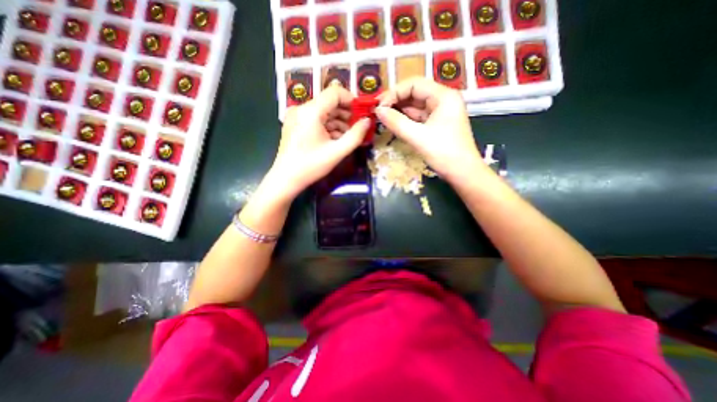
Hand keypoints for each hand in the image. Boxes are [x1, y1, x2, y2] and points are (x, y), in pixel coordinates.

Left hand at [269, 83, 369, 198]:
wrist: (286, 179)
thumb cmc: (311, 166)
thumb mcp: (337, 152)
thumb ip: (356, 135)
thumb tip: (368, 121)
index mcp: (310, 111)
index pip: (335, 92)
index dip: (351, 100)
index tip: (362, 113)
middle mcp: (301, 108)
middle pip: (329, 102)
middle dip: (345, 113)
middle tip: (357, 127)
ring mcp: (296, 116)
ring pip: (323, 111)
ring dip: (337, 121)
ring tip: (347, 136)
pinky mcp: (295, 124)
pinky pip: (315, 119)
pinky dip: (327, 126)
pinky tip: (335, 139)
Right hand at [375, 76, 487, 183]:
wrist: (462, 173)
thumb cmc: (444, 153)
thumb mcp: (418, 137)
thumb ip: (396, 122)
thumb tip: (378, 111)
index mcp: (444, 96)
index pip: (414, 84)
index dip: (394, 93)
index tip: (378, 106)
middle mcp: (443, 99)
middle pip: (414, 93)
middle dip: (395, 101)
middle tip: (377, 111)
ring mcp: (440, 112)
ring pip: (415, 106)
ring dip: (399, 110)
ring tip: (382, 117)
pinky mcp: (437, 124)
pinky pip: (418, 117)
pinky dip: (406, 119)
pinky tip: (394, 123)